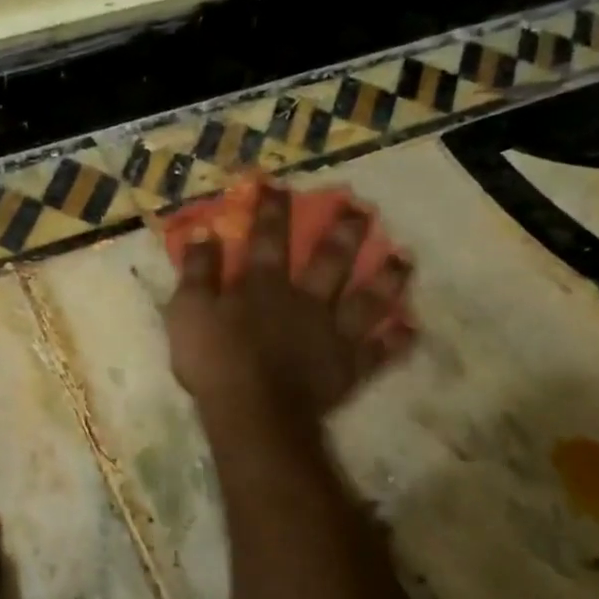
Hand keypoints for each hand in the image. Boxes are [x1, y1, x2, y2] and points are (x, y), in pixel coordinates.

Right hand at [162, 183, 412, 425]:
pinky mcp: (349, 367)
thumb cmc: (215, 362)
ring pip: (367, 300)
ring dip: (386, 278)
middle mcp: (306, 300)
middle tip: (362, 209)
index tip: (278, 185)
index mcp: (264, 286)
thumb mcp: (189, 312)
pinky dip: (395, 341)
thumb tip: (203, 234)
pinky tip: (410, 328)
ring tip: (403, 259)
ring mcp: (333, 334)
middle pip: (330, 260)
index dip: (272, 209)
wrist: (253, 413)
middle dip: (345, 231)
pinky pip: (379, 352)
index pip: (268, 238)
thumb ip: (198, 272)